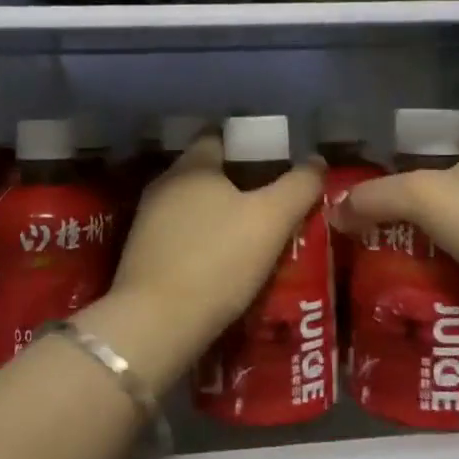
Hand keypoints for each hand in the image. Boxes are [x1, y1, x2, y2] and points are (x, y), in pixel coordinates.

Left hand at [104, 134, 324, 375]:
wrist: (157, 323)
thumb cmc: (218, 260)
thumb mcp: (272, 220)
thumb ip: (299, 186)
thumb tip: (316, 160)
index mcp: (192, 165)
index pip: (219, 136)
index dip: (250, 144)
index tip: (277, 160)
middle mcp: (164, 184)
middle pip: (207, 171)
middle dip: (238, 181)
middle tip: (273, 200)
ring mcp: (147, 220)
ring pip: (194, 205)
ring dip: (220, 213)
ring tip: (253, 233)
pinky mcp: (142, 254)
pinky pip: (182, 234)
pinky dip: (203, 239)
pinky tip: (223, 260)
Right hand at [327, 133, 458, 297]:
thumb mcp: (421, 198)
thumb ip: (373, 197)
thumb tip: (334, 211)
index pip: (431, 138)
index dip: (398, 156)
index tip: (373, 184)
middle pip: (444, 176)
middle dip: (412, 197)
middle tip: (378, 220)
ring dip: (433, 227)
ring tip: (399, 248)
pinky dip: (457, 249)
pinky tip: (436, 268)